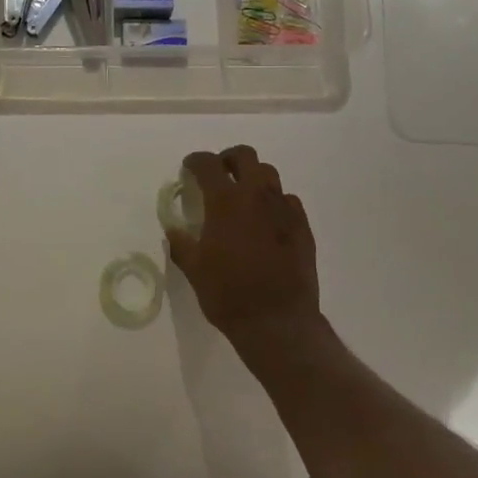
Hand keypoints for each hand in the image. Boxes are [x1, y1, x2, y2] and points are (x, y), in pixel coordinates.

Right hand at [165, 146, 319, 349]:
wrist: (277, 322)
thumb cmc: (228, 294)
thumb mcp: (194, 269)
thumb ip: (181, 243)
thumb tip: (174, 230)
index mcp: (225, 202)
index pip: (208, 164)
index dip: (196, 161)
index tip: (189, 167)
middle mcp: (256, 196)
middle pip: (245, 156)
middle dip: (228, 159)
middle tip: (219, 174)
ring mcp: (284, 209)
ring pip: (269, 175)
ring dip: (253, 178)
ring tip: (243, 197)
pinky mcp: (302, 226)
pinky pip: (288, 201)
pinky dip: (274, 202)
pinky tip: (266, 222)